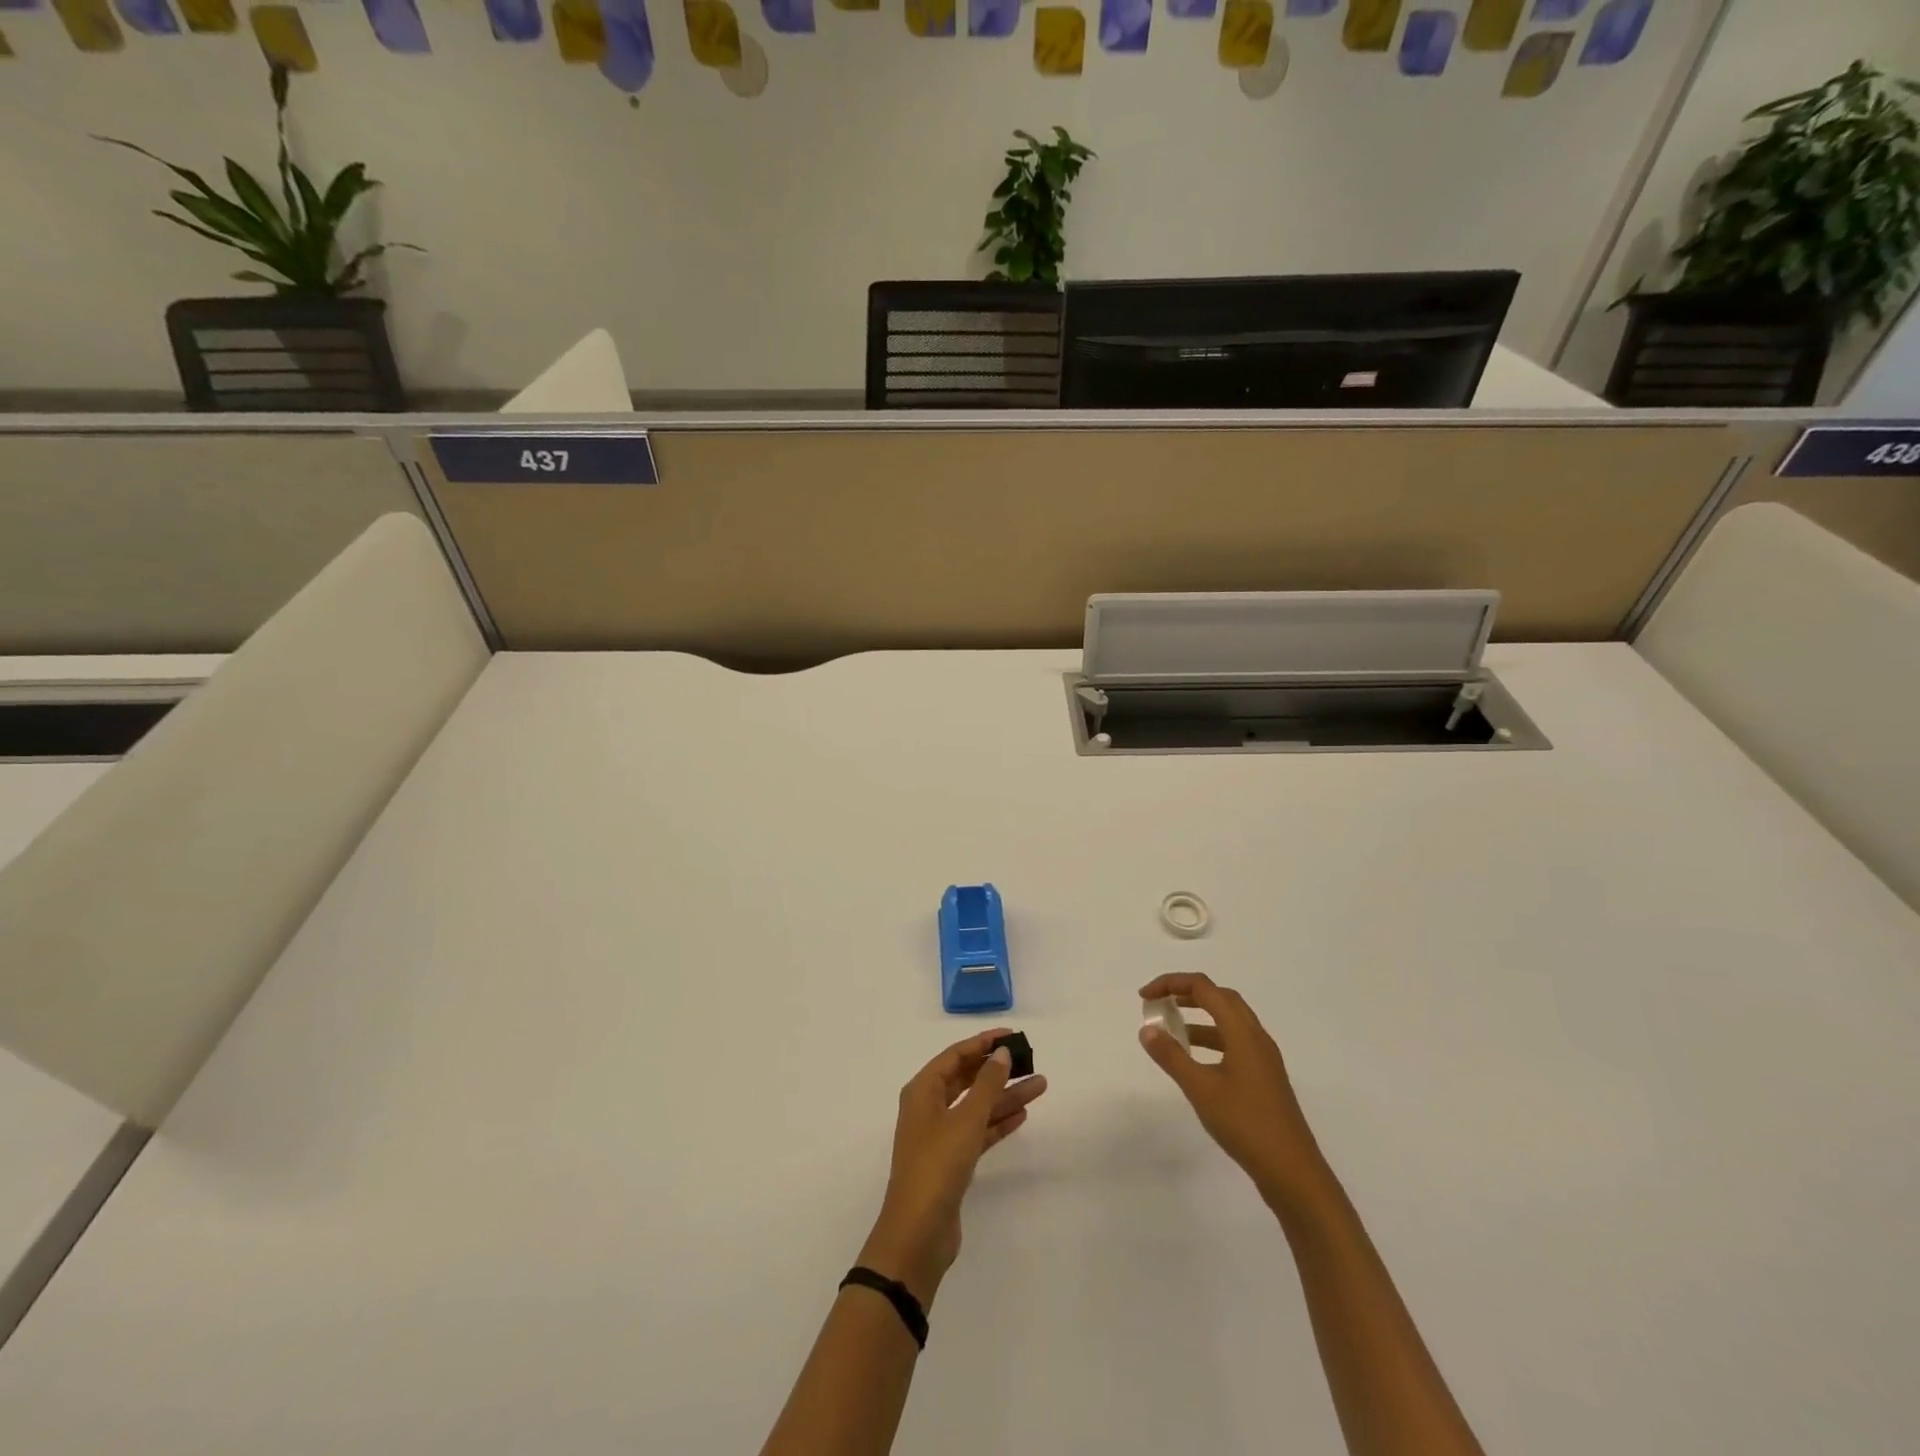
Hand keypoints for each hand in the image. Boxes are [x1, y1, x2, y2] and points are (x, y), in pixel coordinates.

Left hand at [859, 1028, 1047, 1308]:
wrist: (918, 1233)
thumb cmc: (937, 1165)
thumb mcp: (966, 1119)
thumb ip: (987, 1084)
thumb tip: (1002, 1053)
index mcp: (923, 1090)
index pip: (955, 1055)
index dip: (983, 1043)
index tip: (1012, 1035)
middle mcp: (929, 1107)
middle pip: (967, 1079)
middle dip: (997, 1069)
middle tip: (1030, 1060)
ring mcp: (940, 1136)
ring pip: (976, 1106)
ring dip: (1004, 1096)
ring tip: (1040, 1085)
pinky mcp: (952, 1161)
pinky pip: (978, 1131)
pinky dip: (998, 1122)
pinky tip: (1023, 1115)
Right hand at [1138, 973, 1329, 1212]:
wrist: (1293, 1172)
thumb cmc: (1245, 1124)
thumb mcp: (1201, 1089)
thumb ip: (1172, 1056)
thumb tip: (1147, 1029)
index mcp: (1243, 1032)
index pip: (1204, 988)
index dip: (1172, 983)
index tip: (1145, 998)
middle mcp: (1257, 1037)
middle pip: (1220, 997)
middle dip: (1187, 993)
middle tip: (1159, 1004)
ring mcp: (1264, 1058)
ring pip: (1229, 1020)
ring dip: (1199, 1017)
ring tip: (1172, 1030)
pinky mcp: (1265, 1077)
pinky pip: (1235, 1042)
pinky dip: (1211, 1039)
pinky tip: (1196, 1062)